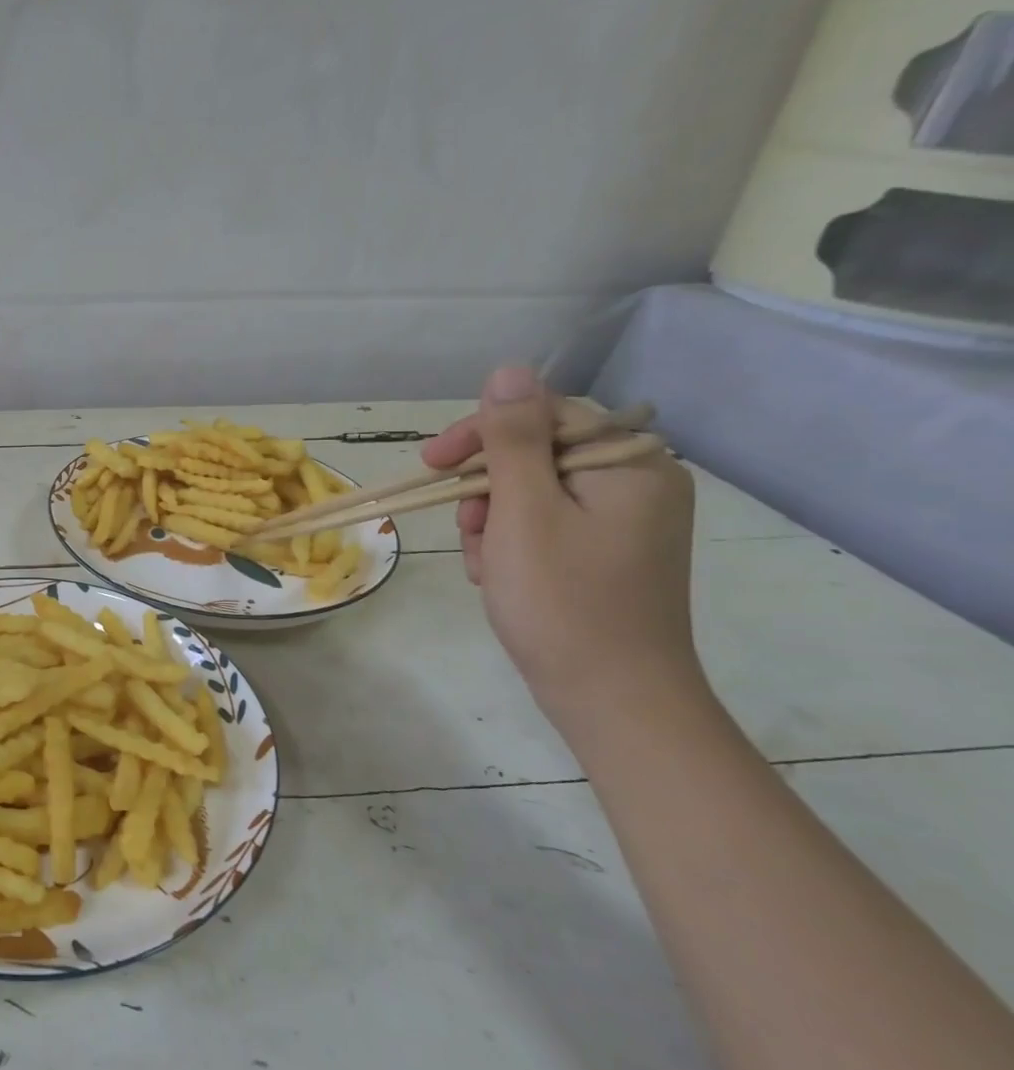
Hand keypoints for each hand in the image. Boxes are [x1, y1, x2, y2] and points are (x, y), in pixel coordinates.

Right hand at [422, 368, 700, 721]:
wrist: (613, 699)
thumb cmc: (563, 602)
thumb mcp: (524, 512)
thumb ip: (513, 438)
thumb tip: (509, 370)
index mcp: (628, 462)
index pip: (542, 415)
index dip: (481, 434)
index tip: (432, 466)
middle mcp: (637, 481)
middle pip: (535, 455)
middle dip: (487, 491)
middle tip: (468, 531)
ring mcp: (625, 521)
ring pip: (532, 493)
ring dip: (493, 522)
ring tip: (487, 566)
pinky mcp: (608, 552)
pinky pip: (546, 525)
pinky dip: (513, 544)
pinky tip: (502, 577)